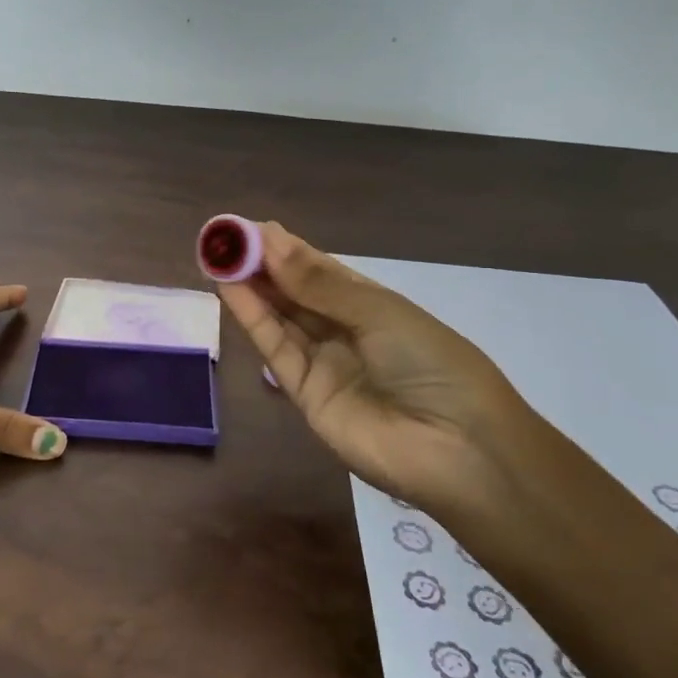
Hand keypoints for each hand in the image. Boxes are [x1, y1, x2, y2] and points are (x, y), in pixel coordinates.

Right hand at [215, 221, 545, 517]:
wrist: (457, 450)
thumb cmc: (431, 364)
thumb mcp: (379, 313)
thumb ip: (318, 284)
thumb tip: (270, 243)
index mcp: (373, 306)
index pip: (322, 270)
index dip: (287, 249)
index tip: (250, 227)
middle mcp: (345, 331)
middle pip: (296, 294)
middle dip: (262, 265)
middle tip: (225, 238)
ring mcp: (324, 364)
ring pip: (281, 318)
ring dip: (251, 288)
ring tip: (219, 256)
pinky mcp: (305, 395)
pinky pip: (277, 350)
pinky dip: (253, 319)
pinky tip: (230, 289)